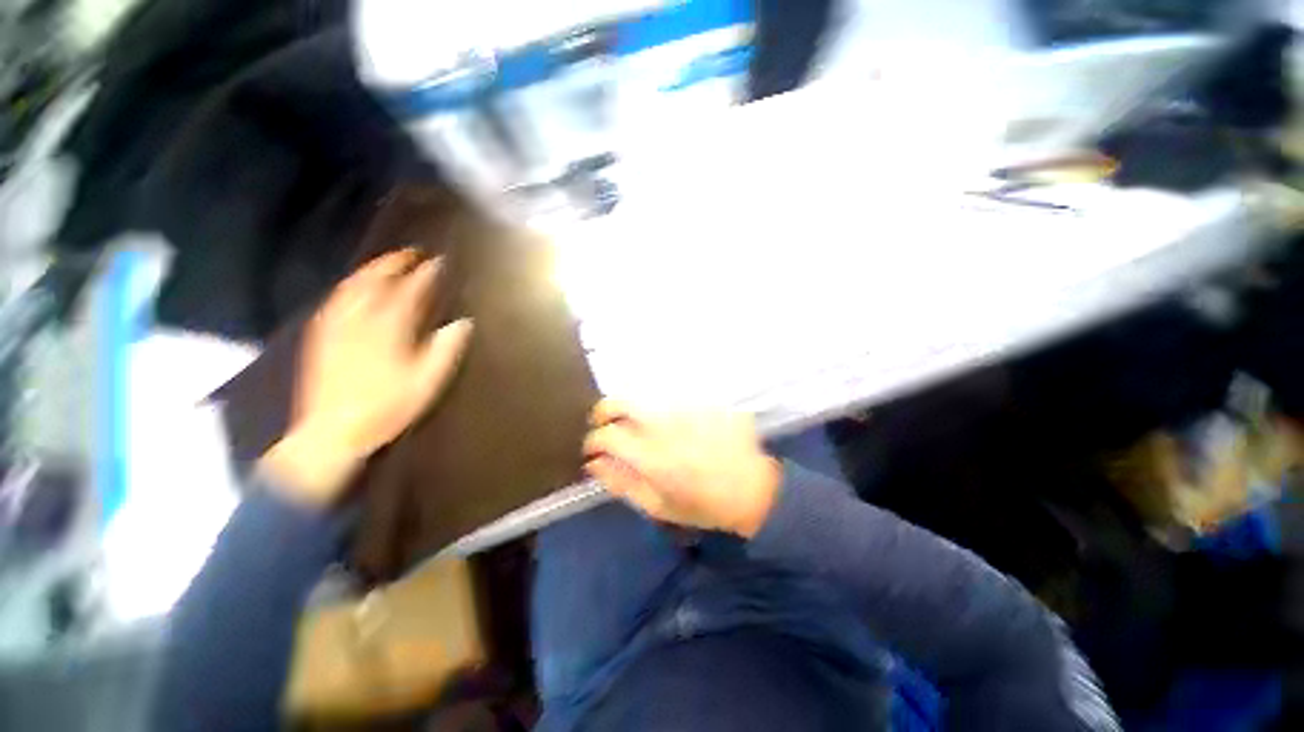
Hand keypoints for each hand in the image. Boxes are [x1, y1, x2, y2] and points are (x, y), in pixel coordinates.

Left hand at [260, 250, 473, 505]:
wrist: (332, 431)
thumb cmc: (387, 406)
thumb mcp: (427, 382)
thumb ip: (446, 349)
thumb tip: (463, 323)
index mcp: (390, 327)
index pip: (411, 290)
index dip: (427, 274)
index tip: (440, 261)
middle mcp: (360, 318)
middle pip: (377, 279)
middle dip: (395, 262)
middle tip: (412, 253)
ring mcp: (337, 325)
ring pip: (353, 285)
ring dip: (371, 269)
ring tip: (386, 263)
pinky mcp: (322, 335)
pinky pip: (335, 300)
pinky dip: (348, 286)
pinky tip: (353, 287)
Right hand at [582, 401, 781, 537]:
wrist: (751, 488)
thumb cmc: (702, 504)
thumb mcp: (657, 506)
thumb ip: (621, 483)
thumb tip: (593, 463)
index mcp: (652, 457)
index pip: (607, 436)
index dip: (593, 441)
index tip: (593, 448)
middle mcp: (665, 426)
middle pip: (621, 402)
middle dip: (604, 410)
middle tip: (603, 422)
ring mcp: (683, 409)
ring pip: (644, 395)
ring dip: (631, 407)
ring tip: (632, 421)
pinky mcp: (699, 401)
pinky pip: (669, 396)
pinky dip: (658, 406)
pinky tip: (664, 419)